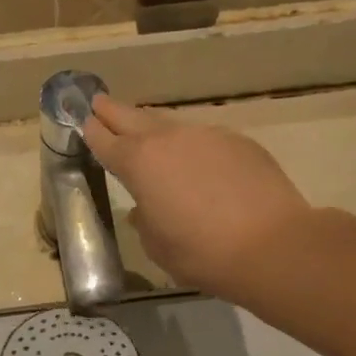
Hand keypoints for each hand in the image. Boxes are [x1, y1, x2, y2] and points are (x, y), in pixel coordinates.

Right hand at [84, 95, 315, 296]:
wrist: (270, 245)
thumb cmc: (200, 253)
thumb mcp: (157, 246)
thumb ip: (145, 221)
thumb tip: (145, 208)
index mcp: (140, 164)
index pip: (107, 142)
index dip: (93, 132)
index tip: (85, 122)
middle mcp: (171, 140)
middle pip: (135, 118)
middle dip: (114, 111)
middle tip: (99, 102)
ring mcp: (208, 136)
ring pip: (173, 125)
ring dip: (155, 128)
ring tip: (148, 132)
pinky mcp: (240, 143)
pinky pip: (206, 139)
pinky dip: (193, 147)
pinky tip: (198, 164)